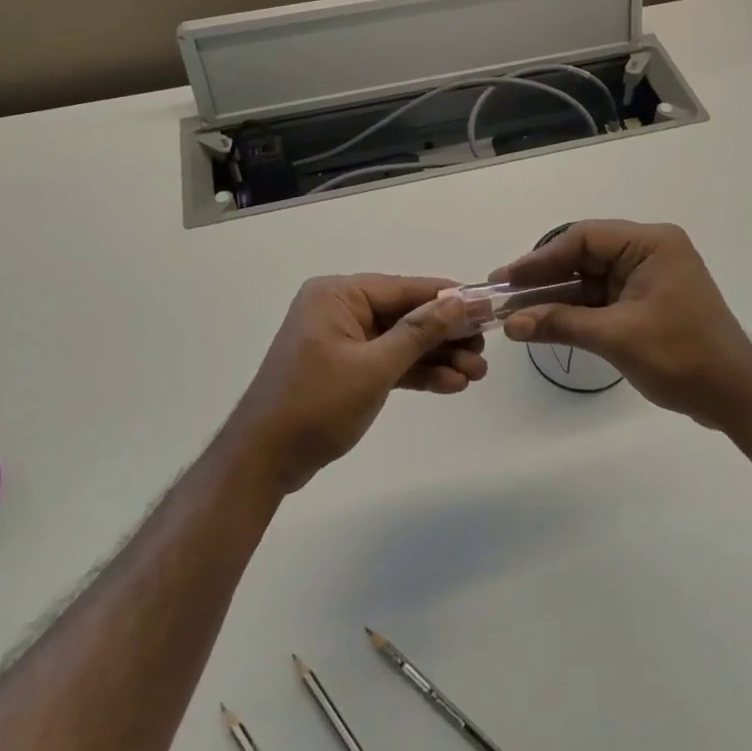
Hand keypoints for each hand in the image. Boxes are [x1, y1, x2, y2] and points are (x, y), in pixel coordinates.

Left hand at [222, 275, 484, 494]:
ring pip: (401, 342)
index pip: (404, 289)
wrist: (264, 461)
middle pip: (406, 315)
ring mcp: (342, 341)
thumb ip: (420, 332)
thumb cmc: (316, 404)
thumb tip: (460, 301)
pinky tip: (451, 384)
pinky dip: (416, 373)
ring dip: (437, 358)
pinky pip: (388, 363)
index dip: (448, 299)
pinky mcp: (346, 369)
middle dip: (446, 335)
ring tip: (477, 374)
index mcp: (338, 295)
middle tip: (484, 350)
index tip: (487, 306)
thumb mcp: (375, 367)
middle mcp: (340, 310)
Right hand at [494, 221, 751, 428]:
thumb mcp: (615, 336)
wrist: (734, 396)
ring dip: (557, 296)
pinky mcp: (647, 302)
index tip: (507, 278)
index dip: (541, 258)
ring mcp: (649, 277)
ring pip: (590, 278)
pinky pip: (602, 298)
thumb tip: (510, 323)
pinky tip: (544, 321)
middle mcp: (650, 251)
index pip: (585, 238)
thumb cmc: (681, 356)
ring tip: (515, 310)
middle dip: (545, 277)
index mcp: (650, 244)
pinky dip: (576, 310)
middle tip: (504, 293)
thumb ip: (560, 323)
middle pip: (585, 255)